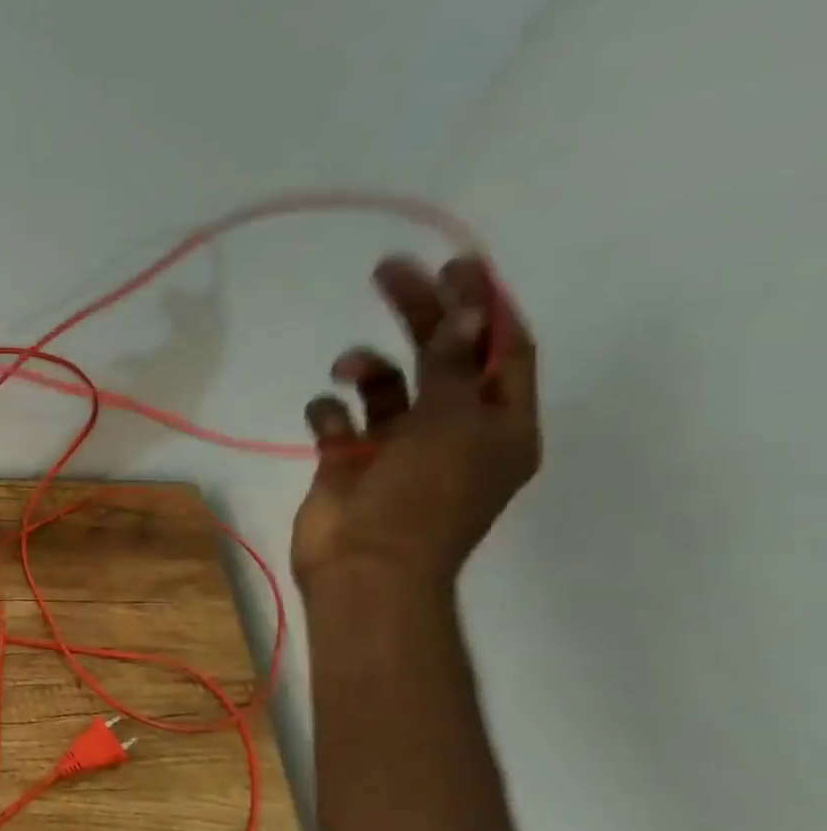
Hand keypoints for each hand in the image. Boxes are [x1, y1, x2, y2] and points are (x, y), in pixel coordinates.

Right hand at [292, 255, 538, 595]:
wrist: (363, 566)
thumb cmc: (422, 499)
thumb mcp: (452, 425)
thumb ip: (452, 366)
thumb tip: (463, 311)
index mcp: (497, 424)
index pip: (502, 349)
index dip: (483, 305)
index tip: (456, 264)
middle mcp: (450, 428)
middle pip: (438, 355)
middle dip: (418, 312)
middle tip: (388, 271)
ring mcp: (396, 445)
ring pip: (384, 383)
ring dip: (366, 366)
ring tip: (348, 366)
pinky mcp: (347, 458)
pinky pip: (338, 417)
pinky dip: (330, 411)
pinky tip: (329, 424)